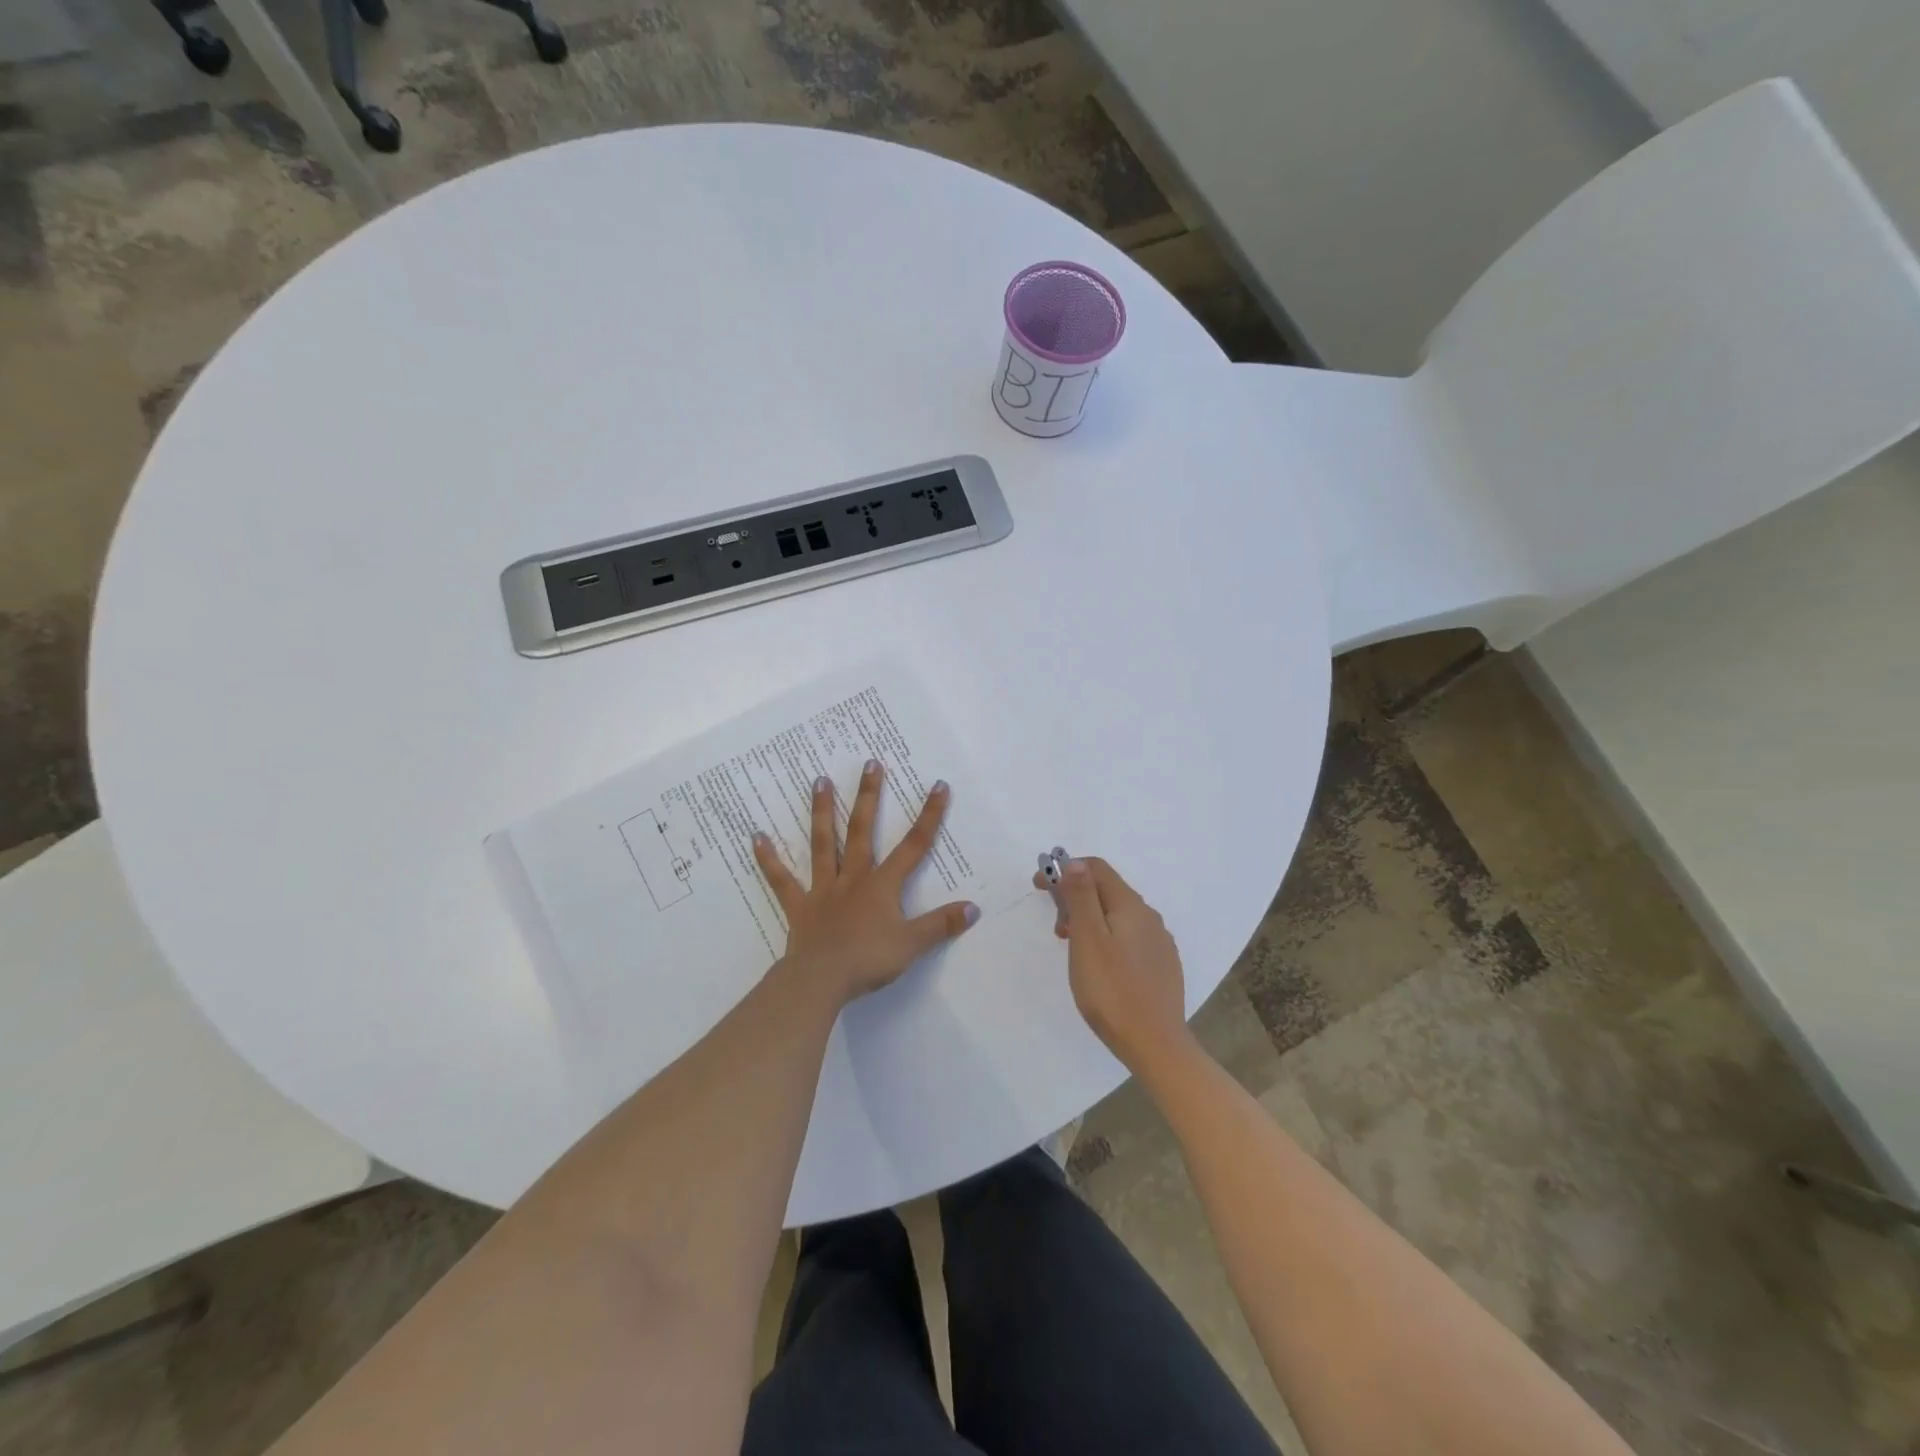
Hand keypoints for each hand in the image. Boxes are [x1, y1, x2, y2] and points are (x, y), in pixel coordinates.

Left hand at [753, 759, 978, 1004]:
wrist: (821, 980)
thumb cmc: (868, 960)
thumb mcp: (912, 945)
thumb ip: (941, 925)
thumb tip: (973, 908)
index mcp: (882, 885)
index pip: (913, 846)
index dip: (929, 816)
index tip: (938, 786)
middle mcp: (853, 878)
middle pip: (862, 830)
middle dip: (869, 796)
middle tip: (870, 763)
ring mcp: (823, 889)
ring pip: (823, 843)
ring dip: (822, 812)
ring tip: (819, 780)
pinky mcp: (799, 906)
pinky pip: (781, 879)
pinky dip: (769, 859)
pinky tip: (756, 836)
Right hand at [1034, 856, 1192, 1073]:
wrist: (1156, 1044)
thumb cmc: (1112, 991)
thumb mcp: (1087, 939)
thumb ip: (1081, 897)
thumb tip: (1075, 862)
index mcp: (1130, 905)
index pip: (1096, 868)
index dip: (1065, 870)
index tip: (1040, 888)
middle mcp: (1149, 916)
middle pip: (1107, 890)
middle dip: (1076, 897)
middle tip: (1056, 928)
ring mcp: (1159, 942)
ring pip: (1118, 915)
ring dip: (1090, 919)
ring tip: (1073, 949)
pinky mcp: (1162, 965)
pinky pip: (1129, 937)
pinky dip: (1107, 938)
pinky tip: (1100, 966)